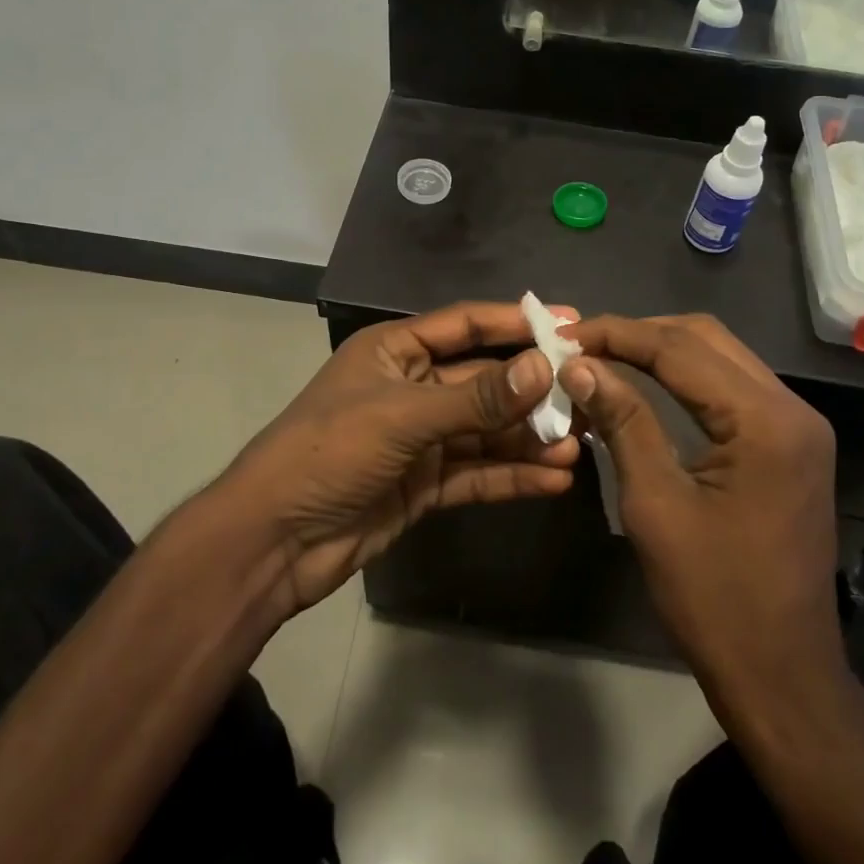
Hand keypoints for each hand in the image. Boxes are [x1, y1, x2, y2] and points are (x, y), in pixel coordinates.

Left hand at [222, 302, 581, 613]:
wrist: (274, 541)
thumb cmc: (331, 452)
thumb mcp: (404, 416)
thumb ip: (477, 398)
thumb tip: (544, 369)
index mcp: (395, 351)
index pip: (466, 326)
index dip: (517, 322)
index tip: (571, 324)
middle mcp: (411, 388)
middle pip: (483, 382)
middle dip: (532, 392)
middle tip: (589, 397)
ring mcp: (418, 439)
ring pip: (485, 431)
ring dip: (528, 439)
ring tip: (579, 446)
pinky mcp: (424, 485)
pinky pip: (476, 472)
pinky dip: (511, 475)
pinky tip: (553, 480)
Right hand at [559, 314, 844, 706]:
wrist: (782, 672)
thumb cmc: (713, 597)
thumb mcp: (655, 504)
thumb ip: (622, 422)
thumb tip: (578, 366)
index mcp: (765, 421)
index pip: (680, 349)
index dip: (617, 334)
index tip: (563, 334)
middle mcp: (792, 408)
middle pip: (706, 339)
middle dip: (639, 334)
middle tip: (581, 346)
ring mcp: (799, 426)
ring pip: (721, 357)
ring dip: (662, 351)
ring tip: (605, 358)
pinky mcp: (792, 445)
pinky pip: (733, 388)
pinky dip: (686, 378)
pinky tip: (646, 386)